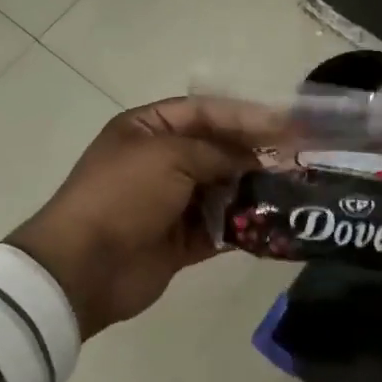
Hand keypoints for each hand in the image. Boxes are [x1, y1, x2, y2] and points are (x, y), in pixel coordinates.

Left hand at [10, 96, 286, 338]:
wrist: (83, 268)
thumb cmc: (123, 195)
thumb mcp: (170, 156)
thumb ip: (217, 152)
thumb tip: (251, 160)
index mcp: (148, 129)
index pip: (206, 113)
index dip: (246, 116)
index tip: (287, 123)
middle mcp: (161, 161)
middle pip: (218, 150)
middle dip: (255, 153)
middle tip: (298, 156)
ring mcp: (171, 202)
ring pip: (222, 189)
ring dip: (253, 189)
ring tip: (294, 188)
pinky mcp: (180, 241)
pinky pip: (220, 227)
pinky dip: (243, 224)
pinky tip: (273, 222)